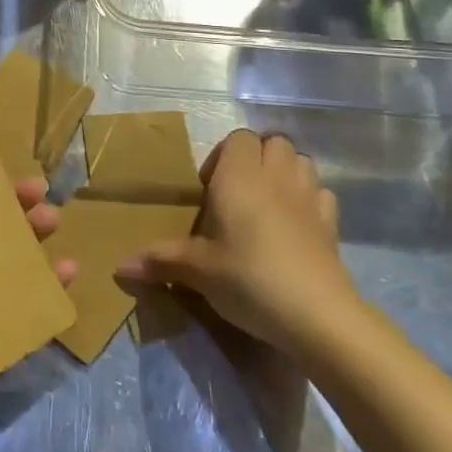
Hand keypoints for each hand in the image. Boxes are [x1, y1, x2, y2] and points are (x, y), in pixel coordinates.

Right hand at [118, 129, 356, 352]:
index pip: (238, 138)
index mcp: (239, 176)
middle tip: (238, 194)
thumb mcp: (198, 271)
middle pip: (272, 141)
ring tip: (268, 203)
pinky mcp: (331, 223)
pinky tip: (297, 226)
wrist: (314, 313)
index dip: (224, 155)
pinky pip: (321, 193)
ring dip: (285, 172)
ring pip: (300, 161)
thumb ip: (161, 260)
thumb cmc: (247, 278)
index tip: (210, 189)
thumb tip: (119, 266)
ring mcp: (308, 196)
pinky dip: (309, 200)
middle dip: (257, 158)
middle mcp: (275, 175)